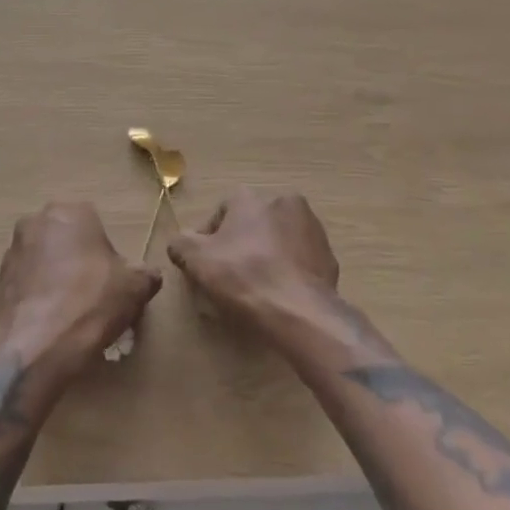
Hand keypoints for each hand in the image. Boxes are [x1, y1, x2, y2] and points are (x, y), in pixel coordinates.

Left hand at [0, 203, 161, 377]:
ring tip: (70, 312)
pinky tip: (49, 323)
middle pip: (66, 239)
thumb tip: (149, 275)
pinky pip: (25, 284)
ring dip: (54, 277)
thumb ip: (146, 275)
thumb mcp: (135, 288)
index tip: (112, 279)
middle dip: (77, 260)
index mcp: (71, 212)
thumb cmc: (91, 303)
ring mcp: (13, 251)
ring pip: (43, 260)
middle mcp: (37, 222)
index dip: (106, 253)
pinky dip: (37, 297)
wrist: (37, 345)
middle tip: (92, 293)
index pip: (95, 224)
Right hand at [168, 189, 338, 328]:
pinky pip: (300, 261)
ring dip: (266, 257)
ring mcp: (312, 229)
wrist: (300, 312)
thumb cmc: (243, 277)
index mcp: (251, 198)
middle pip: (252, 225)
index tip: (205, 266)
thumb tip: (180, 242)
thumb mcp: (197, 260)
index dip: (208, 240)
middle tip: (229, 277)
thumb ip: (181, 244)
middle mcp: (284, 202)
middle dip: (240, 246)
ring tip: (256, 290)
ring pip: (278, 241)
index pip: (221, 213)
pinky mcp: (329, 257)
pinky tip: (279, 296)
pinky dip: (289, 273)